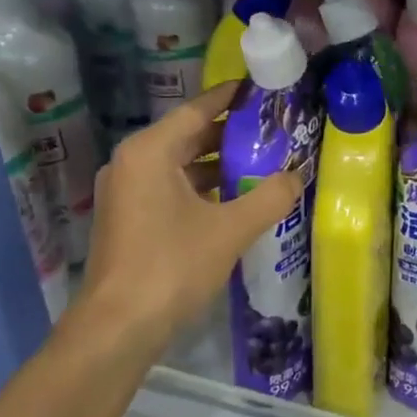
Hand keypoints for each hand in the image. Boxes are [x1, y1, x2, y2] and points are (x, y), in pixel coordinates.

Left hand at [69, 83, 302, 359]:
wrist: (118, 327)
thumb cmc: (172, 266)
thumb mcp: (231, 229)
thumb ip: (270, 197)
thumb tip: (298, 176)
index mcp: (150, 152)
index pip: (197, 110)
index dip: (231, 97)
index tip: (263, 88)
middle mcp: (133, 163)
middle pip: (188, 136)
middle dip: (231, 133)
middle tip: (275, 129)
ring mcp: (127, 193)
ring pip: (181, 165)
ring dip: (219, 164)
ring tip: (264, 162)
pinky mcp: (130, 219)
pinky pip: (172, 188)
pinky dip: (203, 187)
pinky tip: (236, 199)